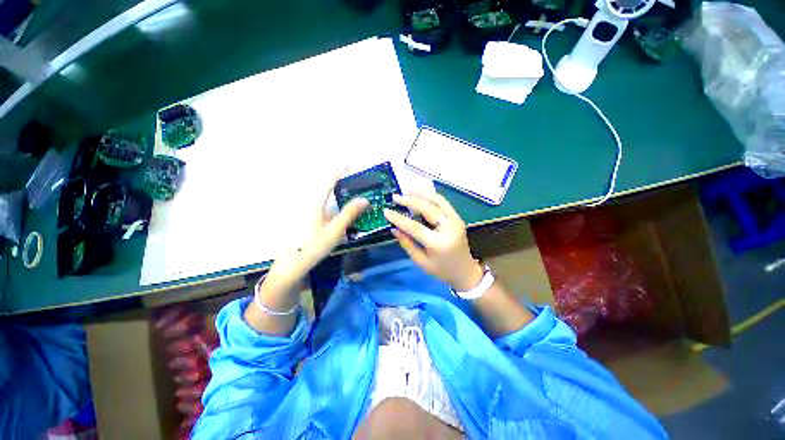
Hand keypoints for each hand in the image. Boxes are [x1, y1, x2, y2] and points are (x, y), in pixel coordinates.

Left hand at [260, 181, 369, 299]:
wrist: (292, 263)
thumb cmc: (314, 246)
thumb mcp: (335, 230)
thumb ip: (350, 213)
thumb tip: (365, 199)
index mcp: (315, 203)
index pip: (328, 181)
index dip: (338, 170)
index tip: (348, 164)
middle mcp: (308, 202)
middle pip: (324, 186)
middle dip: (337, 181)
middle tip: (350, 182)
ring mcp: (304, 210)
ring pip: (321, 196)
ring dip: (333, 193)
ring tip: (346, 197)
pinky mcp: (303, 217)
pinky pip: (318, 205)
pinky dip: (328, 204)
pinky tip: (335, 215)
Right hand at [384, 192, 483, 290]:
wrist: (465, 271)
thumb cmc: (441, 270)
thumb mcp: (421, 261)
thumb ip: (407, 244)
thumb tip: (394, 228)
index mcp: (439, 244)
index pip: (415, 227)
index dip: (399, 219)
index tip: (386, 211)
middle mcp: (449, 228)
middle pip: (428, 209)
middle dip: (410, 201)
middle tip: (395, 197)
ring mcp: (456, 220)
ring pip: (437, 200)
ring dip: (421, 194)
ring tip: (406, 191)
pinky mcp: (457, 217)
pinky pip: (443, 202)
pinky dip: (431, 196)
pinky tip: (420, 194)